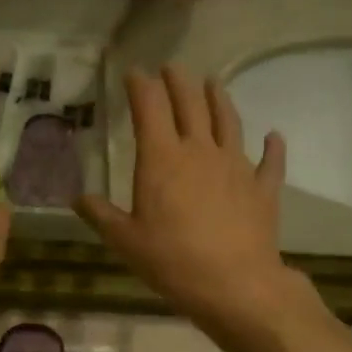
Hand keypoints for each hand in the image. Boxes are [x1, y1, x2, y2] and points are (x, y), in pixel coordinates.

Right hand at [77, 66, 298, 330]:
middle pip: (190, 104)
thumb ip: (101, 214)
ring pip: (228, 121)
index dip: (140, 85)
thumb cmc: (172, 260)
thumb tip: (78, 198)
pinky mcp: (263, 187)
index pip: (149, 107)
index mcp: (162, 158)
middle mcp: (200, 150)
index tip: (134, 72)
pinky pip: (270, 161)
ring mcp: (236, 166)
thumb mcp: (125, 241)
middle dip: (178, 81)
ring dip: (219, 98)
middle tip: (171, 68)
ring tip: (213, 83)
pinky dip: (273, 147)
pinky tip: (274, 136)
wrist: (235, 284)